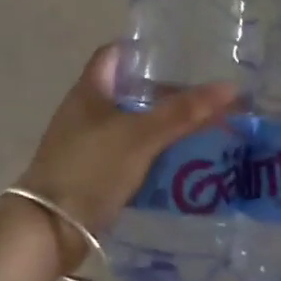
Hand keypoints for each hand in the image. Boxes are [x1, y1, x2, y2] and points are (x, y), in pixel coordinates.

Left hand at [16, 45, 237, 266]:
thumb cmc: (91, 169)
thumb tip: (230, 88)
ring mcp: (87, 144)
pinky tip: (181, 162)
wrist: (51, 228)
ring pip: (132, 125)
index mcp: (89, 91)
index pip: (115, 55)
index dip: (144, 51)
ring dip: (162, 127)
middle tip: (204, 99)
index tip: (180, 56)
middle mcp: (85, 112)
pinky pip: (129, 155)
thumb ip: (182, 112)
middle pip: (129, 92)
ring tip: (203, 129)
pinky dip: (153, 154)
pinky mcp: (93, 173)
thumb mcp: (140, 136)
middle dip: (165, 95)